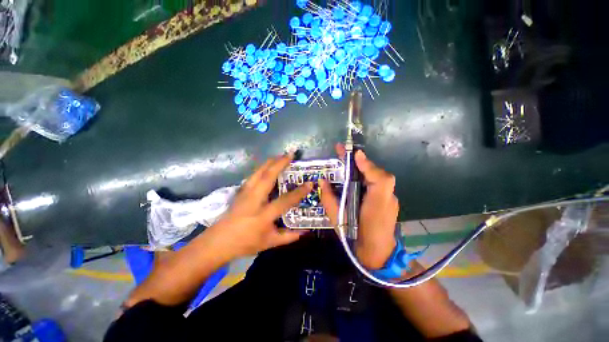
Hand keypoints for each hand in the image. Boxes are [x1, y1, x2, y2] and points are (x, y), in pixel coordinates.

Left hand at [207, 153, 311, 258]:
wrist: (218, 241)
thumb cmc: (245, 243)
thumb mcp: (269, 242)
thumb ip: (288, 237)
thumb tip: (305, 231)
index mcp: (262, 215)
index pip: (284, 201)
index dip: (298, 192)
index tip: (309, 183)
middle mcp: (253, 201)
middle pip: (267, 177)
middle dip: (280, 163)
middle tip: (291, 154)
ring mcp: (245, 193)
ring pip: (258, 172)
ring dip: (270, 162)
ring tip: (280, 155)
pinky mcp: (240, 191)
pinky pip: (253, 175)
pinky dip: (262, 167)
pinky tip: (267, 165)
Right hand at [320, 144, 397, 268]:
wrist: (378, 255)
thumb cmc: (355, 237)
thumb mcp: (338, 219)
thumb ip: (329, 199)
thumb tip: (322, 181)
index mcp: (375, 204)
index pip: (379, 179)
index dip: (367, 166)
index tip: (356, 154)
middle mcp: (387, 198)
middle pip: (377, 174)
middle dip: (361, 161)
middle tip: (344, 150)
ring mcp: (391, 198)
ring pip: (377, 177)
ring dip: (363, 167)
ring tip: (347, 159)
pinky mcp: (390, 200)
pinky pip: (378, 184)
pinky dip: (366, 176)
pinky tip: (355, 174)